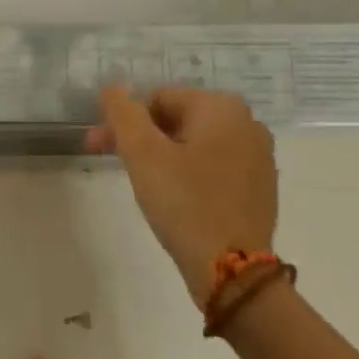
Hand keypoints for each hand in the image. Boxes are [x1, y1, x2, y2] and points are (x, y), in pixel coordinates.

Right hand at [87, 86, 277, 304]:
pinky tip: (175, 199)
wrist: (232, 270)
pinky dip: (188, 174)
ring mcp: (258, 156)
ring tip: (143, 183)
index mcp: (221, 107)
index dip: (124, 121)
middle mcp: (247, 123)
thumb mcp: (143, 153)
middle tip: (114, 163)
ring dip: (163, 156)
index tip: (98, 146)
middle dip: (142, 138)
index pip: (157, 99)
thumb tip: (113, 87)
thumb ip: (123, 113)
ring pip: (195, 144)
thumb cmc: (184, 203)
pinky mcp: (259, 187)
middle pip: (177, 119)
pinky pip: (213, 166)